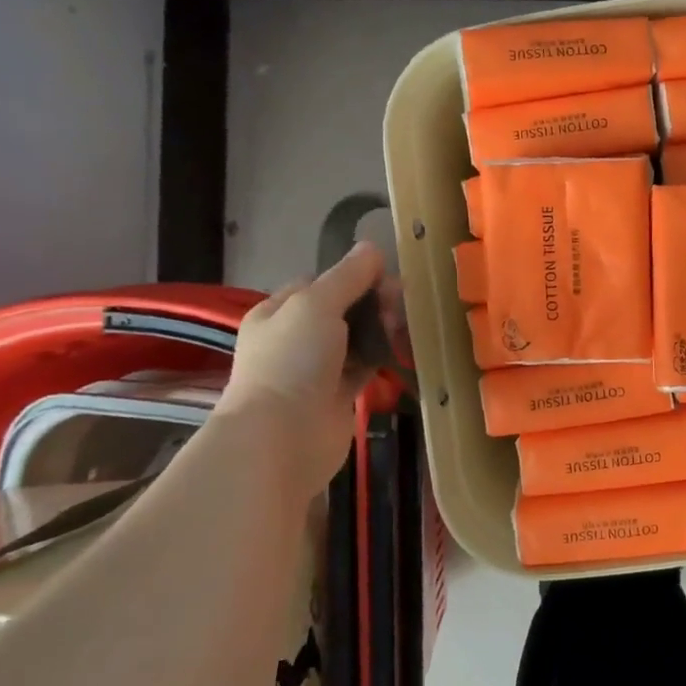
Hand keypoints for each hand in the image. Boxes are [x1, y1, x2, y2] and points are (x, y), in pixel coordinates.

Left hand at [218, 242, 388, 479]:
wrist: (283, 438)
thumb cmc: (293, 361)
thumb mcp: (317, 304)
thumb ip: (348, 275)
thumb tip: (372, 246)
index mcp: (280, 311)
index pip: (322, 282)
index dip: (354, 276)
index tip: (385, 279)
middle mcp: (296, 338)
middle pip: (344, 308)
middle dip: (374, 302)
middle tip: (399, 307)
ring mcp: (318, 369)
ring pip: (358, 337)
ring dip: (382, 329)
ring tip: (405, 328)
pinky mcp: (339, 395)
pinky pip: (367, 366)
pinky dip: (384, 357)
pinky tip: (405, 350)